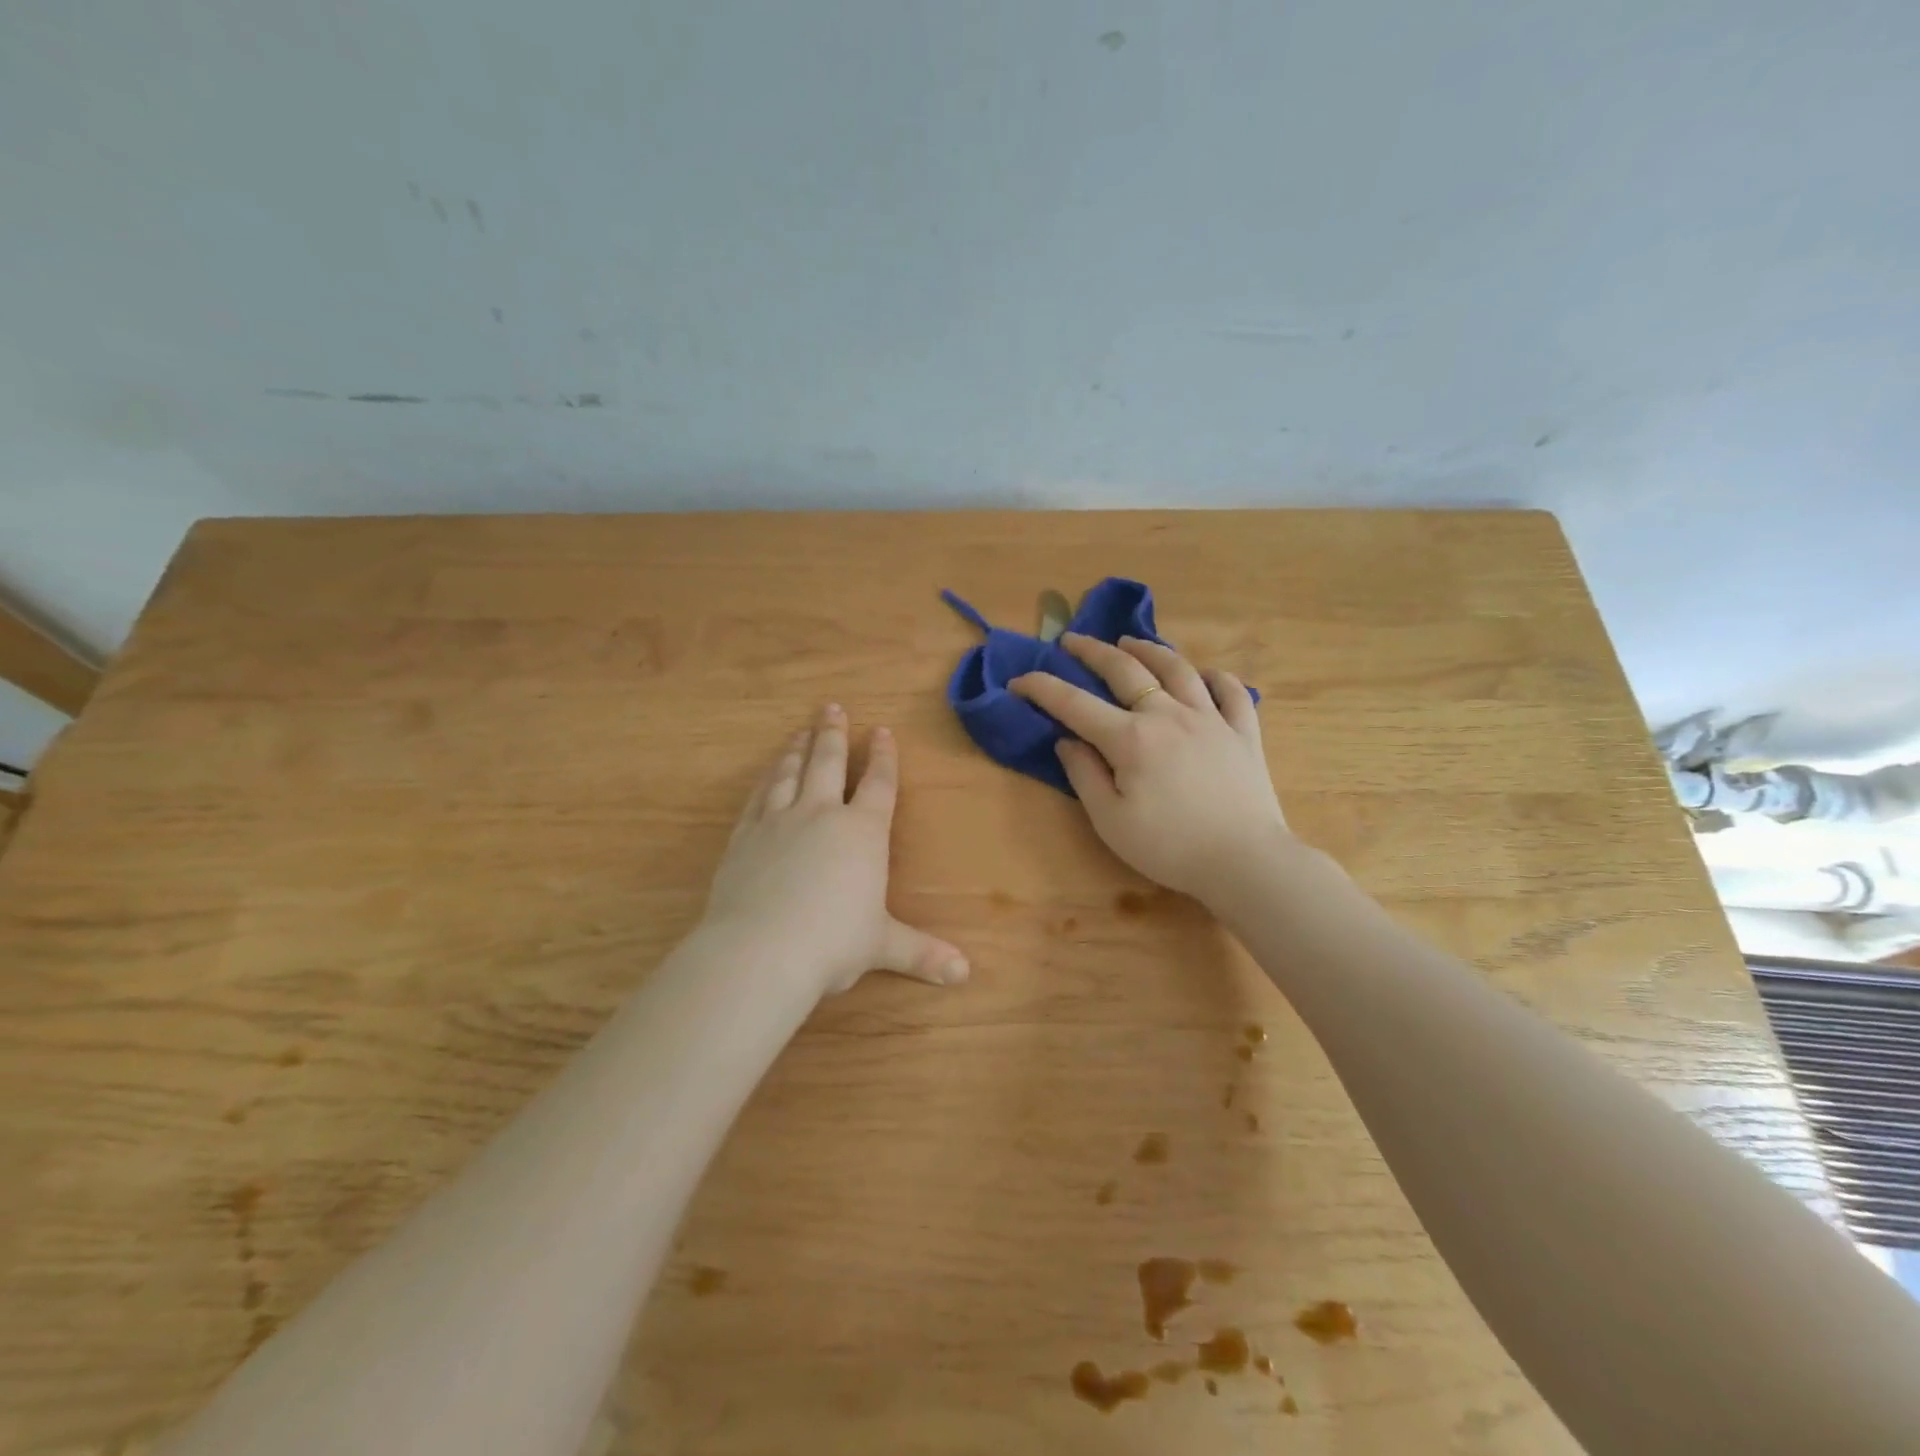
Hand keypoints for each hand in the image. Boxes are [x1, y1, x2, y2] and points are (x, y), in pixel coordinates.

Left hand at [701, 705, 969, 996]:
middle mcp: (821, 815)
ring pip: (790, 773)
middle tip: (831, 707)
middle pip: (829, 763)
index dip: (884, 757)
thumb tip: (964, 975)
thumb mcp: (882, 947)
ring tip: (800, 731)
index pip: (879, 784)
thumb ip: (922, 953)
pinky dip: (765, 780)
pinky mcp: (745, 836)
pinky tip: (767, 773)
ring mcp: (778, 821)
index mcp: (862, 833)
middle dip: (833, 734)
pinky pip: (758, 797)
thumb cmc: (833, 943)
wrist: (762, 950)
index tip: (882, 730)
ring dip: (798, 749)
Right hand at [1010, 635, 1290, 900]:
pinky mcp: (1243, 732)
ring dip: (1149, 649)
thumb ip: (1085, 775)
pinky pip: (1231, 692)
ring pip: (1177, 668)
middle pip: (1126, 670)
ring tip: (1130, 642)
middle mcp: (1168, 715)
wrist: (1244, 861)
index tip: (1019, 680)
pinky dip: (1216, 677)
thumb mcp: (1110, 821)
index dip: (1042, 688)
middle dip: (1092, 651)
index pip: (1075, 704)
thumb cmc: (1169, 847)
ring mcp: (1210, 719)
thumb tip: (1067, 741)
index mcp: (1130, 738)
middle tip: (1071, 640)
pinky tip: (1205, 675)